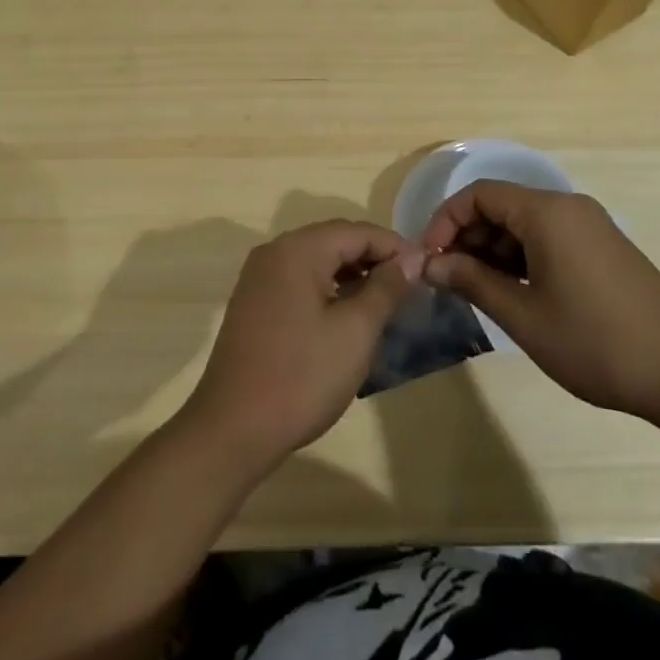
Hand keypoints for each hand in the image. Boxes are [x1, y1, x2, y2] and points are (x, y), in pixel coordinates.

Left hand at [177, 220, 422, 473]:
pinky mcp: (253, 302)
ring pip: (316, 260)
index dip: (395, 247)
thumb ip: (385, 288)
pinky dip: (327, 287)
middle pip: (334, 240)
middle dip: (373, 257)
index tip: (426, 270)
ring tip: (384, 301)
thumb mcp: (355, 331)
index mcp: (297, 250)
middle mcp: (274, 252)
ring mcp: (259, 277)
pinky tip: (346, 315)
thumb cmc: (302, 376)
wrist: (233, 428)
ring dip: (351, 273)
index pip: (357, 231)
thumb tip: (411, 258)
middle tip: (408, 286)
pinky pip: (299, 280)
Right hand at [422, 180, 659, 421]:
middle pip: (501, 205)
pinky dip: (522, 256)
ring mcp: (590, 226)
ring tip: (477, 290)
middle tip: (449, 279)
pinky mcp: (603, 247)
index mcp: (547, 212)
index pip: (479, 195)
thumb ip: (470, 281)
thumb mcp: (523, 314)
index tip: (430, 259)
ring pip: (524, 223)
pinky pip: (548, 237)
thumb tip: (428, 263)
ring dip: (493, 249)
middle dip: (468, 237)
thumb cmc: (595, 342)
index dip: (445, 221)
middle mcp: (568, 207)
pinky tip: (514, 292)